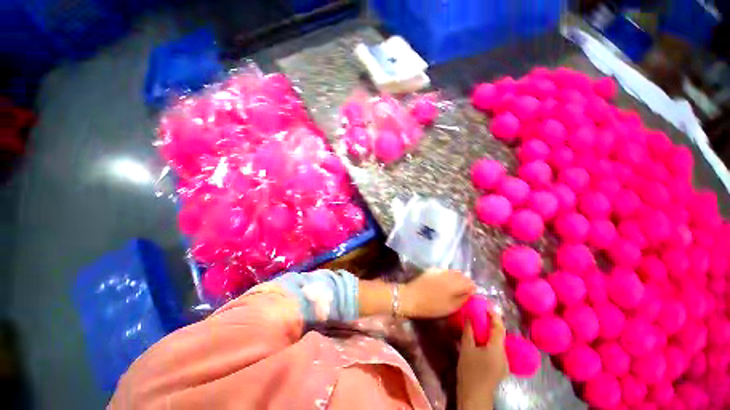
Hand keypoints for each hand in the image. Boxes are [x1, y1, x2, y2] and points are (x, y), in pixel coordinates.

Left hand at [400, 269, 474, 317]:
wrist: (411, 298)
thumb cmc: (432, 306)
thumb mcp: (451, 307)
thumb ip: (463, 298)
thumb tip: (470, 291)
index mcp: (456, 284)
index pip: (470, 283)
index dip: (471, 289)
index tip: (469, 296)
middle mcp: (449, 274)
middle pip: (462, 275)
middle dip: (464, 282)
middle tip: (461, 292)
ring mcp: (439, 270)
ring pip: (453, 272)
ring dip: (456, 278)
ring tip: (452, 288)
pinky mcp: (432, 269)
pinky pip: (444, 271)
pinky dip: (447, 275)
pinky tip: (443, 283)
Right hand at [457, 312, 508, 409]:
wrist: (474, 396)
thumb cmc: (469, 371)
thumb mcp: (466, 349)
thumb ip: (469, 332)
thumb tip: (469, 317)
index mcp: (497, 349)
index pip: (499, 328)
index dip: (494, 315)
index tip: (487, 305)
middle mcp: (504, 355)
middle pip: (501, 335)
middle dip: (493, 323)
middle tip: (483, 312)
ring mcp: (504, 363)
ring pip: (499, 342)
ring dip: (492, 332)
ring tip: (481, 323)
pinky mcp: (501, 368)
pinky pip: (498, 350)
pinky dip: (491, 341)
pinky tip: (483, 340)